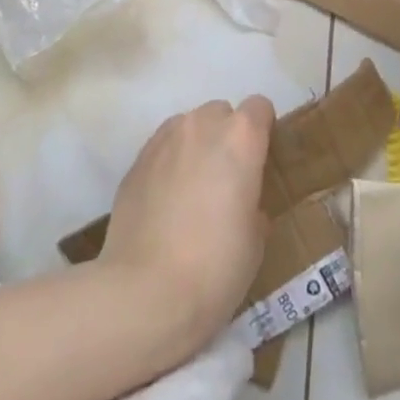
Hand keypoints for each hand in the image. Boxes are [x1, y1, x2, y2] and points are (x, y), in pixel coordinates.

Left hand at [97, 97, 273, 366]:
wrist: (145, 292)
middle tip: (226, 181)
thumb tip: (242, 205)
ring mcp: (165, 138)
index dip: (262, 131)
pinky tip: (165, 204)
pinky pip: (162, 148)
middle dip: (226, 137)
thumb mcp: (255, 241)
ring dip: (195, 146)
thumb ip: (253, 205)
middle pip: (220, 113)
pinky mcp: (137, 159)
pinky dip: (168, 164)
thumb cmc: (215, 267)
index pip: (259, 108)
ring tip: (191, 191)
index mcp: (240, 138)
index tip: (260, 161)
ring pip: (188, 126)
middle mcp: (202, 124)